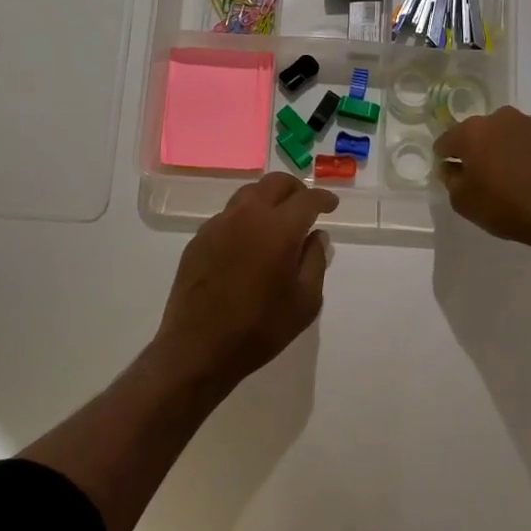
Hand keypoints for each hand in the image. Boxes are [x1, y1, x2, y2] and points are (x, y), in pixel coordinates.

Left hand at [154, 172, 337, 392]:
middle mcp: (247, 215)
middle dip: (296, 190)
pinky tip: (249, 241)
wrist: (198, 348)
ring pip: (248, 193)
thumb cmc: (260, 328)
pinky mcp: (199, 238)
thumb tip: (316, 236)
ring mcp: (218, 224)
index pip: (307, 199)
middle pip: (275, 183)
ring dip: (268, 199)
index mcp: (279, 227)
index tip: (331, 205)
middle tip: (306, 208)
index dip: (323, 198)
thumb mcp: (305, 301)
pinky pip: (228, 215)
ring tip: (278, 220)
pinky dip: (245, 217)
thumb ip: (315, 261)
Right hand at [435, 106, 530, 254]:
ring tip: (524, 178)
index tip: (451, 170)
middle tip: (490, 176)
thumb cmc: (508, 208)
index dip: (446, 155)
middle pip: (485, 132)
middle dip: (484, 149)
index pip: (449, 140)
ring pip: (518, 134)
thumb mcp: (465, 203)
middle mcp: (505, 118)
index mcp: (474, 132)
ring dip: (515, 150)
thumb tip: (450, 167)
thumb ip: (451, 180)